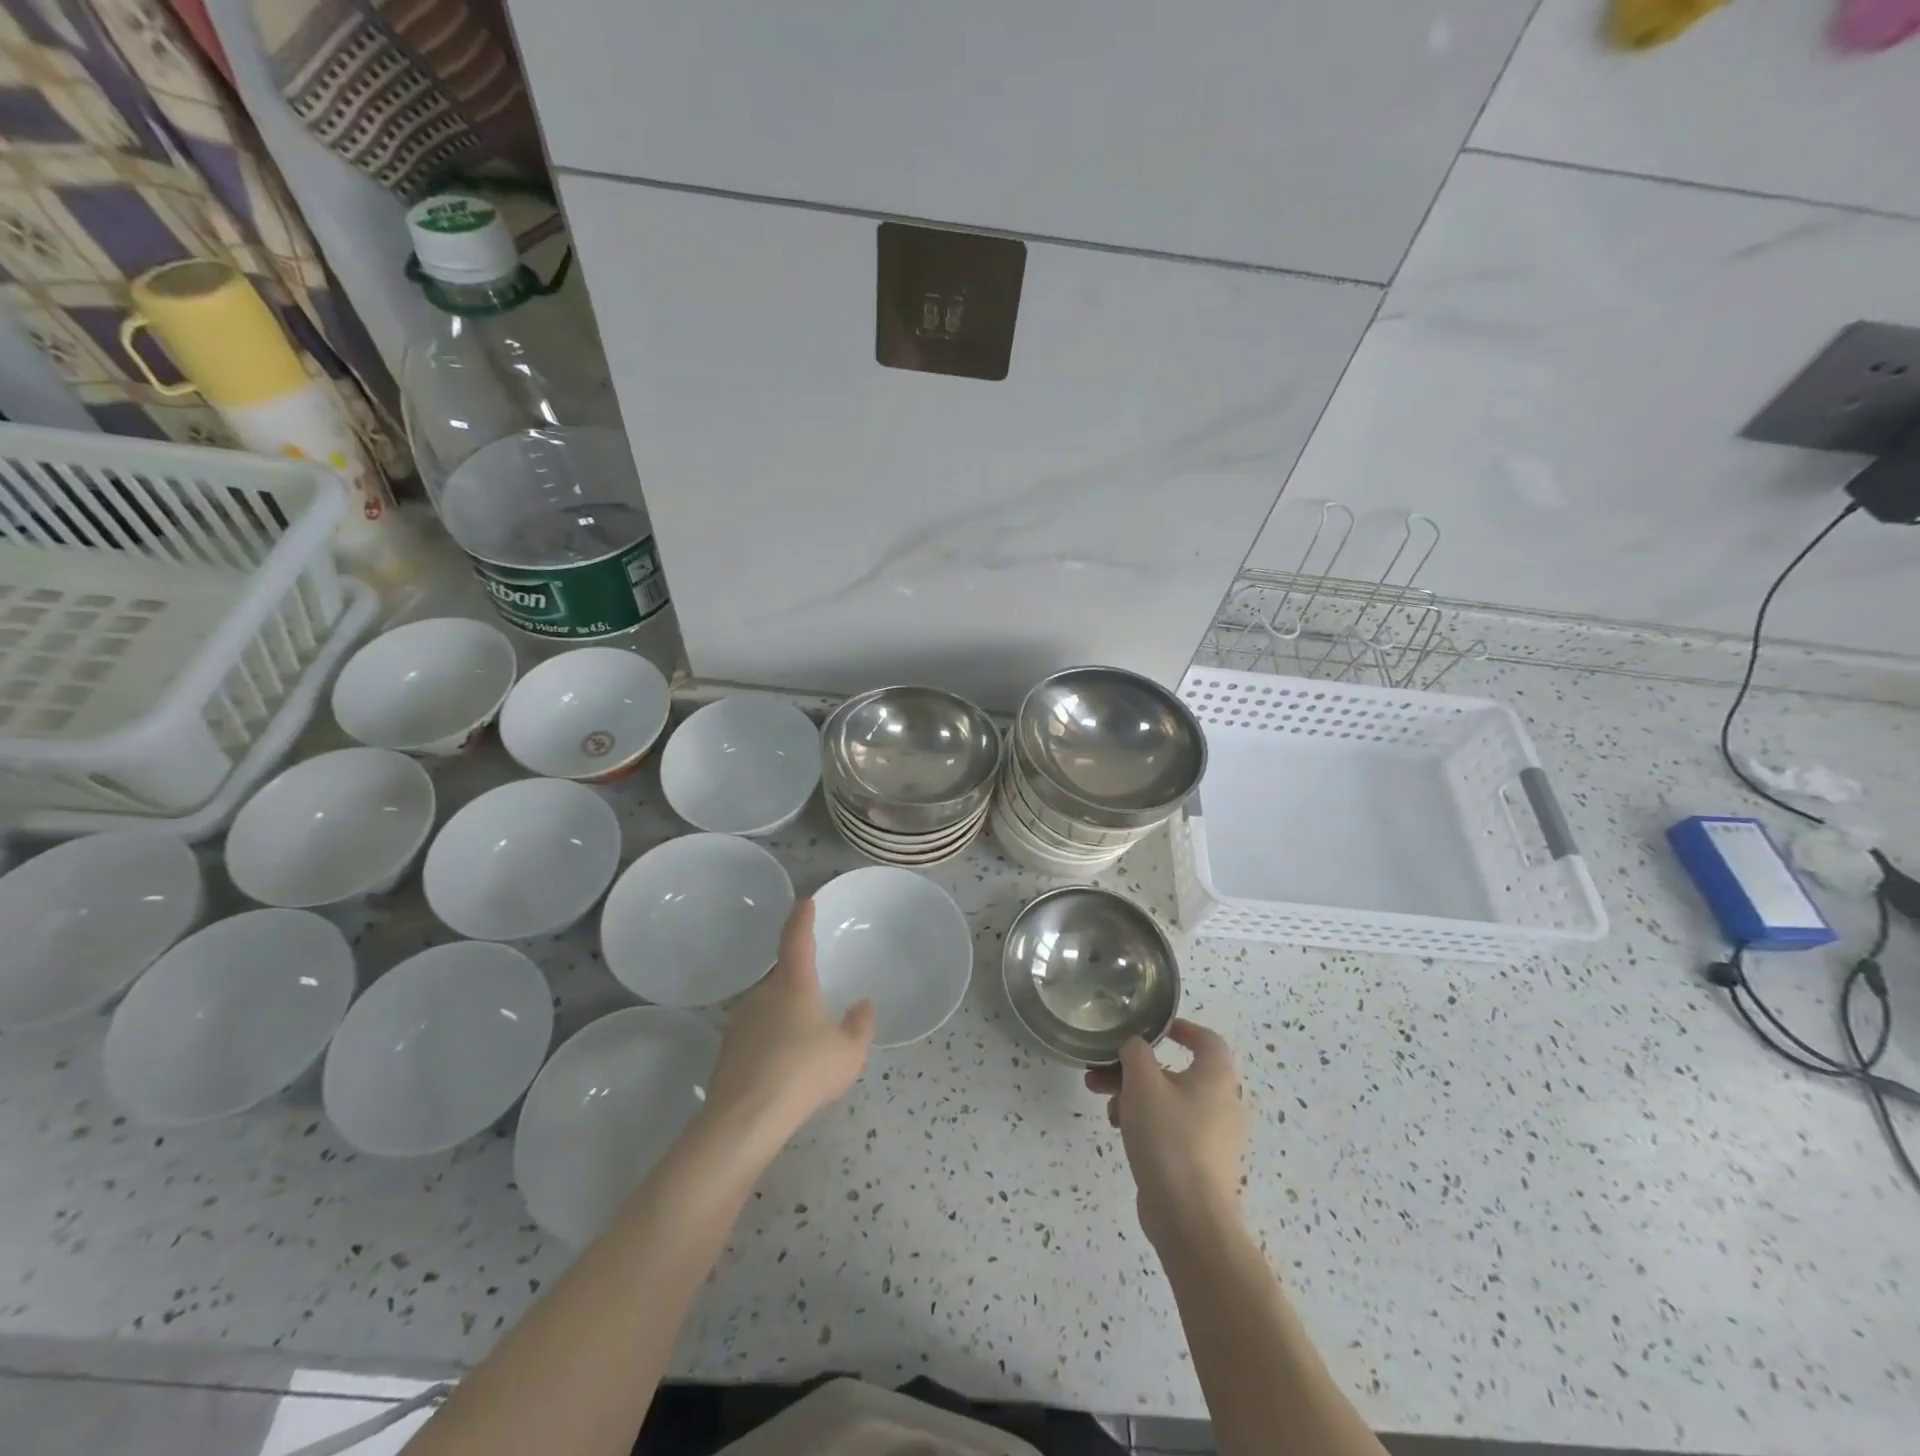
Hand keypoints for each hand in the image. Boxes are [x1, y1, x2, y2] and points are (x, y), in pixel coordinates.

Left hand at [703, 899, 874, 1152]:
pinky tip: (782, 1065)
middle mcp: (763, 993)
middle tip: (817, 999)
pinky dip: (769, 1039)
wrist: (746, 1118)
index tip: (805, 901)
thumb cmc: (804, 1073)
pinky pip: (755, 1032)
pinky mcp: (728, 1049)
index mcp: (794, 984)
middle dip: (799, 982)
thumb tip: (863, 1004)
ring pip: (768, 1006)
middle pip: (782, 976)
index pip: (797, 938)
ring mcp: (740, 1020)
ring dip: (784, 1014)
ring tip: (803, 1040)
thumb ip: (860, 1025)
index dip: (802, 918)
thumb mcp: (849, 1052)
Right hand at [1085, 1020, 1244, 1247]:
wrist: (1188, 1217)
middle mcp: (1222, 1103)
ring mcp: (1213, 1137)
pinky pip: (1171, 1129)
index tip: (1154, 1028)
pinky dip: (1146, 1122)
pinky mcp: (1200, 1163)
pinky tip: (1119, 1130)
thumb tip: (1136, 1046)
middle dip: (1136, 1068)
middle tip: (1104, 1070)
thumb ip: (1136, 1053)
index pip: (1207, 1039)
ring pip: (1169, 1101)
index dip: (1181, 1028)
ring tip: (1104, 1104)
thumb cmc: (1169, 1137)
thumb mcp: (1143, 1083)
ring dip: (1134, 1095)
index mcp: (1216, 1077)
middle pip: (1177, 1071)